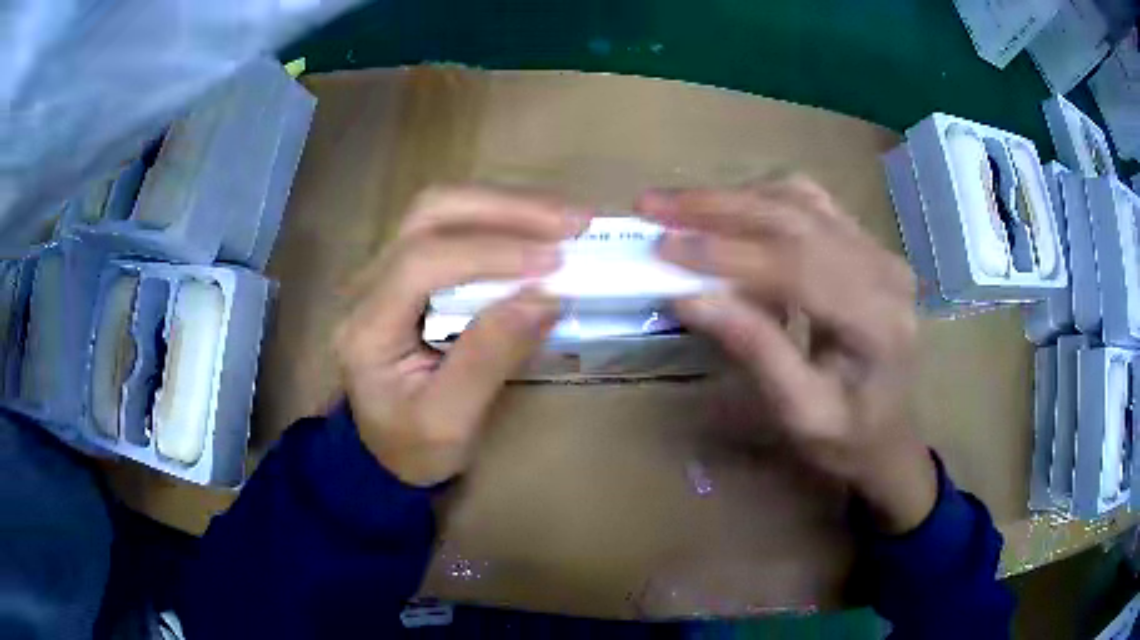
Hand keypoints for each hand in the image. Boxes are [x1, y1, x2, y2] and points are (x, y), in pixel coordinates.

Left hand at [334, 186, 585, 486]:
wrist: (382, 449)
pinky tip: (539, 228)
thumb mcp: (449, 423)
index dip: (488, 253)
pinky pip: (453, 225)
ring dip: (507, 206)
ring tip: (566, 219)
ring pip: (441, 208)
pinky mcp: (407, 269)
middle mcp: (367, 284)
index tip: (554, 262)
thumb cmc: (411, 447)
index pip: (421, 263)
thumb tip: (546, 298)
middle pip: (429, 213)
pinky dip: (501, 219)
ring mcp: (383, 269)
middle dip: (504, 209)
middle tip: (572, 222)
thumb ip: (489, 360)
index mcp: (367, 328)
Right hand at [637, 176, 936, 533]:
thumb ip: (754, 350)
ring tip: (680, 206)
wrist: (889, 435)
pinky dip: (761, 201)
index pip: (798, 265)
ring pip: (801, 200)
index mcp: (878, 321)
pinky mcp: (866, 247)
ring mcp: (878, 252)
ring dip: (735, 198)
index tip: (663, 247)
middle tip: (654, 205)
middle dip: (719, 207)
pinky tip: (728, 211)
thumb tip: (688, 297)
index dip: (727, 252)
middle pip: (797, 217)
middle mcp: (884, 272)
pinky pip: (811, 205)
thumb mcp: (799, 413)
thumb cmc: (847, 439)